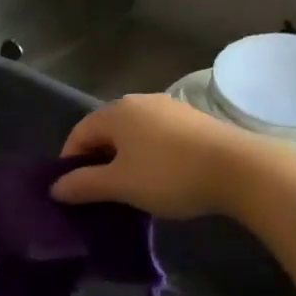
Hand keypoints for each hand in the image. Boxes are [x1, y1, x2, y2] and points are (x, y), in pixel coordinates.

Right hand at [51, 93, 272, 217]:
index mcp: (116, 112)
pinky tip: (159, 179)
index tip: (72, 191)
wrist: (240, 169)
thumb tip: (55, 188)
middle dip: (97, 161)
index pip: (78, 133)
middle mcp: (140, 102)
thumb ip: (82, 185)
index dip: (69, 162)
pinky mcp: (195, 121)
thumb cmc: (168, 174)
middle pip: (106, 132)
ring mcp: (171, 109)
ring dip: (124, 160)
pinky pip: (158, 138)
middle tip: (99, 193)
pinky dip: (149, 156)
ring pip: (133, 135)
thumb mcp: (119, 185)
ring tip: (129, 189)